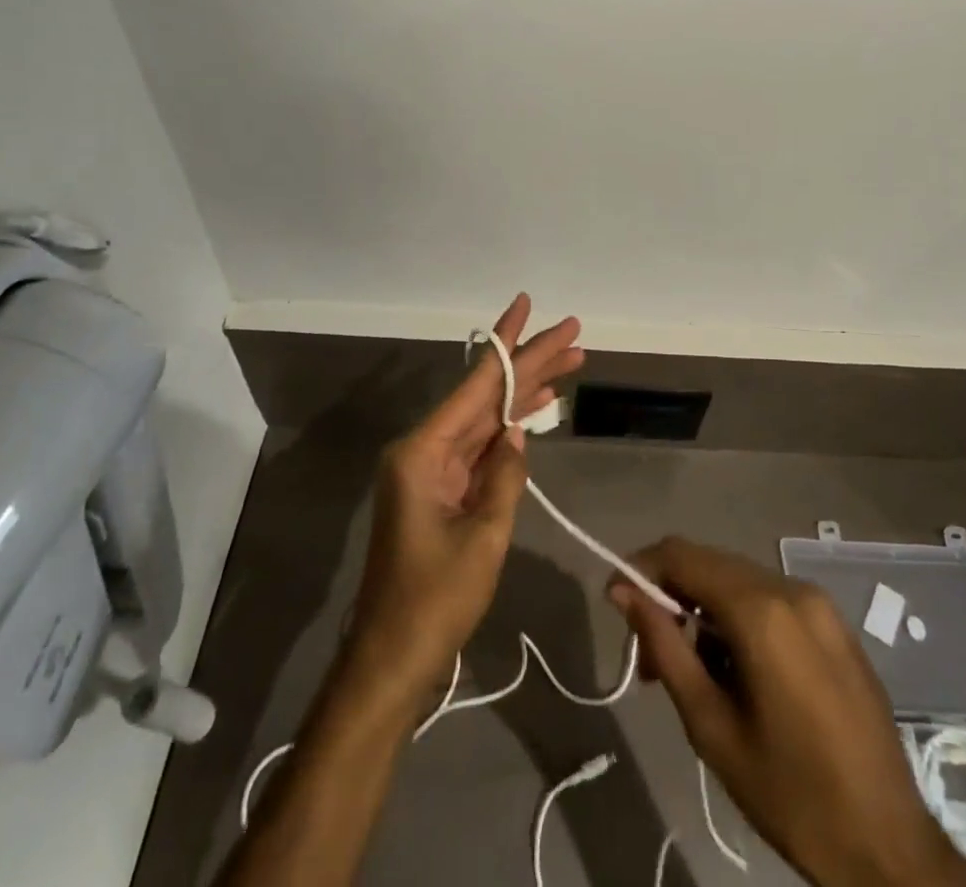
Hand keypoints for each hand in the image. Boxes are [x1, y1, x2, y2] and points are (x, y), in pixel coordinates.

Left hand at [347, 295, 584, 695]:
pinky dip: (509, 430)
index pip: (476, 385)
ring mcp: (431, 470)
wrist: (392, 661)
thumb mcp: (483, 538)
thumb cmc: (434, 603)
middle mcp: (424, 450)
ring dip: (525, 395)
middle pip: (485, 395)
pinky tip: (537, 412)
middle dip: (529, 364)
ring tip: (570, 364)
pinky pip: (480, 448)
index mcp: (423, 452)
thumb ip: (505, 477)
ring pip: (486, 418)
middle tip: (572, 335)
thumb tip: (517, 434)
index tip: (527, 304)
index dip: (508, 343)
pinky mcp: (440, 491)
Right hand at [609, 539, 965, 886]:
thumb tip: (623, 591)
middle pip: (710, 565)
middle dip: (671, 598)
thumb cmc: (791, 795)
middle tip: (650, 658)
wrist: (891, 848)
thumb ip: (664, 647)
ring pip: (739, 581)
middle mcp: (791, 588)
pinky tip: (736, 670)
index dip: (641, 569)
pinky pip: (770, 600)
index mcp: (762, 610)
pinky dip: (739, 619)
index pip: (682, 555)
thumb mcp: (711, 727)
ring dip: (704, 611)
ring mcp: (819, 603)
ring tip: (691, 673)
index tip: (615, 603)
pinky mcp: (835, 624)